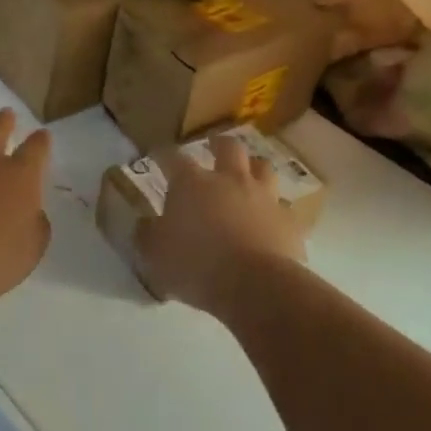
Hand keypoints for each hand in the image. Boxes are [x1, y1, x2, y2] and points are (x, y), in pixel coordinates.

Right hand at [140, 135, 308, 312]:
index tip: (157, 154)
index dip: (162, 154)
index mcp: (192, 183)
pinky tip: (270, 220)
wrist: (256, 286)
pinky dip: (274, 210)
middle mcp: (229, 180)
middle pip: (228, 148)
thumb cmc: (197, 265)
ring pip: (263, 168)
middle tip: (213, 147)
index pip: (172, 158)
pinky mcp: (287, 221)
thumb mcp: (155, 256)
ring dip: (254, 168)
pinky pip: (282, 208)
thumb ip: (146, 236)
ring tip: (248, 174)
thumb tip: (143, 224)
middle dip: (218, 144)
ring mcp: (263, 197)